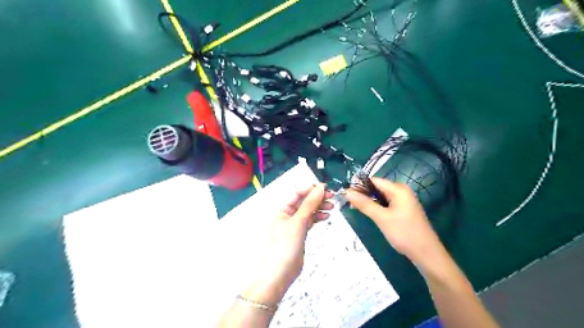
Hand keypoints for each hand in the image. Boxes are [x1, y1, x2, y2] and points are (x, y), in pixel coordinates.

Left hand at [265, 183, 333, 287]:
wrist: (280, 274)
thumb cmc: (284, 247)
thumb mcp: (298, 223)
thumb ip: (309, 205)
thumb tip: (320, 189)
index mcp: (281, 209)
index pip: (297, 193)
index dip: (311, 189)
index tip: (326, 188)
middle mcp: (287, 214)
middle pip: (304, 201)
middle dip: (317, 197)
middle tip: (332, 196)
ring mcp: (294, 224)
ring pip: (308, 210)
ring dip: (319, 207)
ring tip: (332, 206)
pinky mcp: (300, 233)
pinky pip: (310, 220)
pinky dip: (318, 217)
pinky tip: (326, 216)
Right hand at [346, 180, 443, 268]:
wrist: (426, 254)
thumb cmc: (404, 233)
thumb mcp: (381, 218)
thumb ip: (364, 204)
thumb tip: (347, 192)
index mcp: (398, 189)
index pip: (374, 180)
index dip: (359, 186)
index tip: (345, 194)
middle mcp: (401, 191)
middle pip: (377, 187)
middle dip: (363, 194)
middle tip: (349, 203)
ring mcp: (403, 201)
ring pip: (381, 196)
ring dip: (369, 201)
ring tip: (356, 208)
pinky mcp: (403, 210)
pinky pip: (386, 204)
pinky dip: (377, 207)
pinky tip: (369, 214)